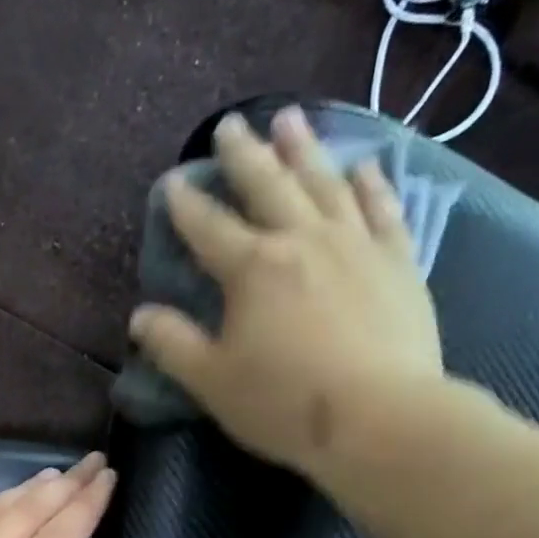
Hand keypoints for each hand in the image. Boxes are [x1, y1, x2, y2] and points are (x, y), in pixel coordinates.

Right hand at [130, 107, 442, 473]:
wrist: (380, 417)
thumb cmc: (283, 402)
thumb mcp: (211, 381)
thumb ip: (173, 345)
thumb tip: (140, 316)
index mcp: (252, 269)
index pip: (208, 228)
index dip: (185, 206)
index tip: (171, 184)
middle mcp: (302, 241)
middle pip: (268, 186)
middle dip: (244, 155)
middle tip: (229, 126)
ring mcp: (356, 245)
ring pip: (325, 184)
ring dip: (304, 150)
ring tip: (290, 119)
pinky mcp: (398, 262)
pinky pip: (383, 209)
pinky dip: (371, 184)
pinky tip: (363, 166)